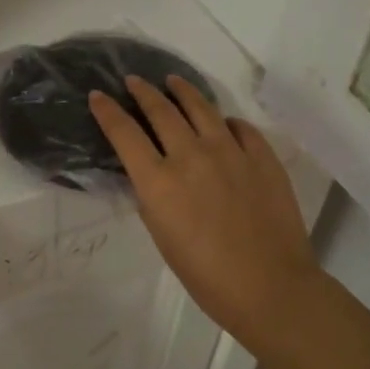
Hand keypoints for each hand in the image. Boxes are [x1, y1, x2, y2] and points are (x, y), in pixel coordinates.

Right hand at [89, 75, 315, 339]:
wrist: (270, 288)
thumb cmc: (206, 276)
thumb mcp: (162, 236)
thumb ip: (153, 196)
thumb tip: (153, 172)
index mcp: (159, 181)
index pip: (124, 132)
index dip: (108, 111)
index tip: (98, 96)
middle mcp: (191, 156)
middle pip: (161, 110)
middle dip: (143, 91)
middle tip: (134, 81)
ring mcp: (230, 152)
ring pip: (201, 107)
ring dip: (182, 90)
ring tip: (173, 81)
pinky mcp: (262, 156)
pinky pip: (240, 127)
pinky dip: (225, 121)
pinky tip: (223, 122)